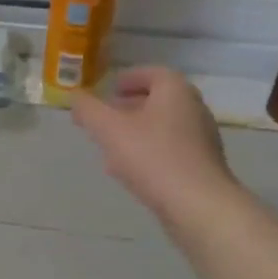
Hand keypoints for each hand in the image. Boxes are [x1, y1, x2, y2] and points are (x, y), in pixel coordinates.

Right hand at [71, 66, 237, 230]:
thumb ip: (88, 110)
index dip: (129, 78)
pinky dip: (149, 152)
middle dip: (129, 108)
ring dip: (137, 132)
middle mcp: (194, 109)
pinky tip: (131, 171)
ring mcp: (202, 139)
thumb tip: (75, 97)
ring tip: (111, 146)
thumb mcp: (109, 129)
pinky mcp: (202, 166)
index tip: (110, 89)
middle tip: (105, 118)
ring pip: (163, 127)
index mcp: (175, 91)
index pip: (152, 74)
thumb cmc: (153, 157)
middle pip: (158, 101)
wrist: (198, 204)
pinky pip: (170, 150)